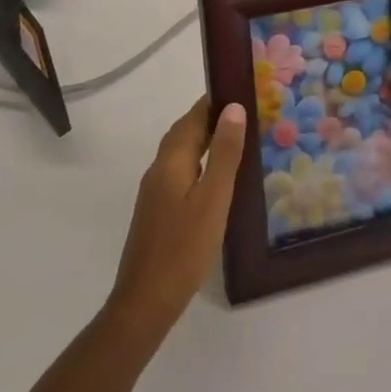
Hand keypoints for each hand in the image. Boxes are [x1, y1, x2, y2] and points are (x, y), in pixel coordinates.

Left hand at [106, 97, 246, 338]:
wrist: (145, 301)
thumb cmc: (184, 248)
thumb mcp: (213, 199)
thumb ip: (224, 153)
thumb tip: (233, 107)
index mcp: (171, 160)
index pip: (192, 117)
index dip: (213, 101)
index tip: (240, 90)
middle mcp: (158, 169)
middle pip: (184, 132)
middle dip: (210, 119)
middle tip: (245, 114)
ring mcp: (154, 192)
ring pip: (181, 153)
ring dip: (204, 141)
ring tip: (236, 141)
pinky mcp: (157, 211)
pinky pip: (180, 173)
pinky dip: (198, 164)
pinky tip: (215, 180)